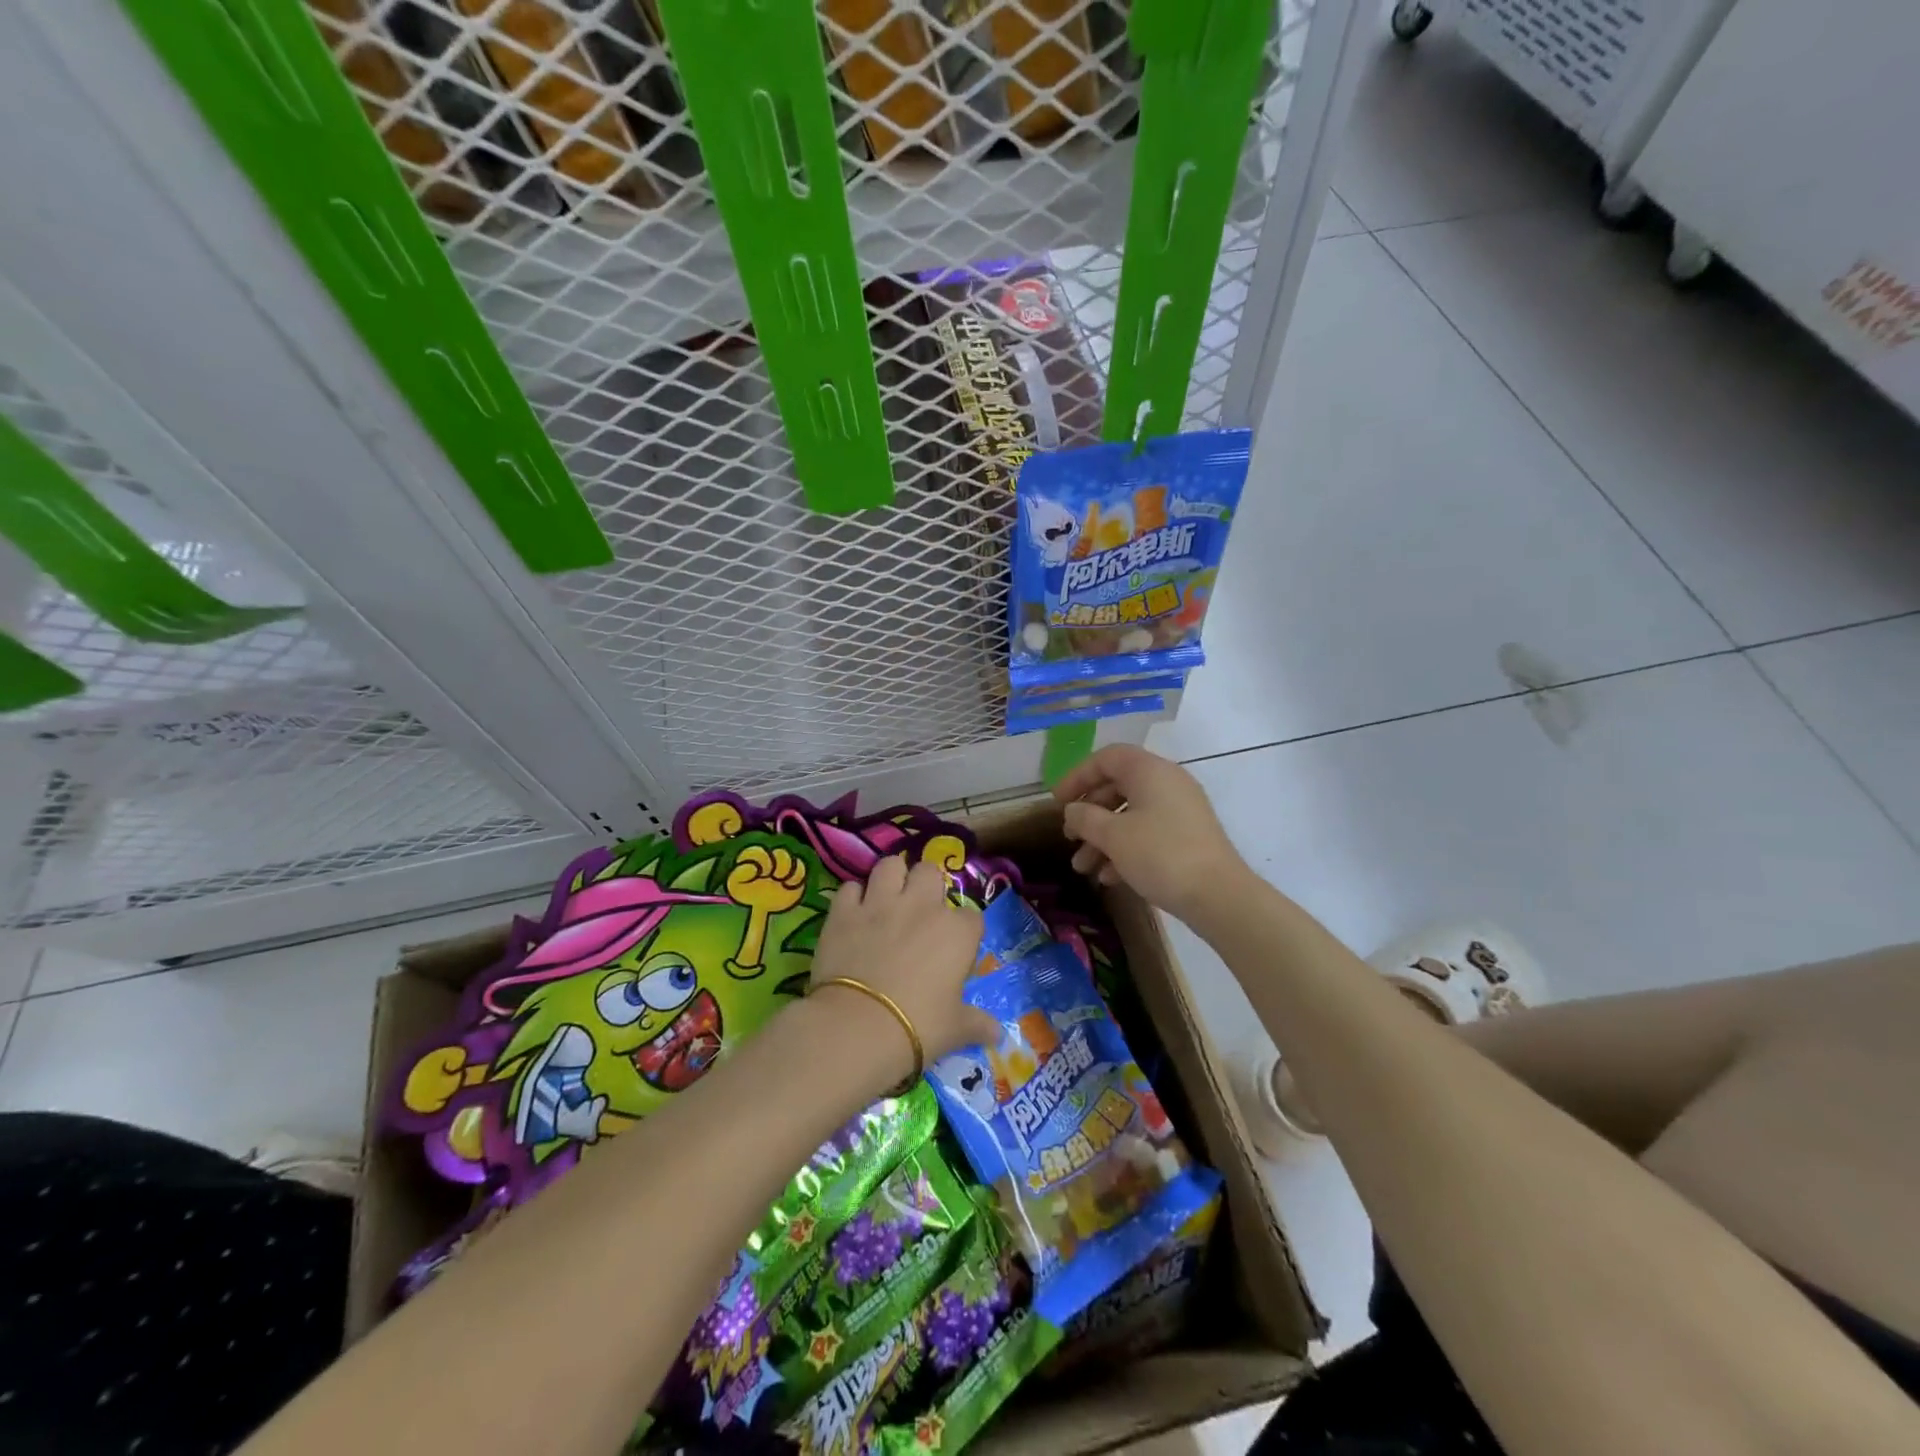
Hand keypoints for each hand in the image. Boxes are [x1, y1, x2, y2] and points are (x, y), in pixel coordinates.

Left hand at [809, 856, 996, 1078]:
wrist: (858, 1027)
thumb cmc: (918, 1027)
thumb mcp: (955, 1029)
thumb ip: (977, 1025)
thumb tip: (998, 1036)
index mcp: (956, 932)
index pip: (971, 917)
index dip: (963, 932)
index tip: (954, 951)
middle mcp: (922, 906)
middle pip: (930, 872)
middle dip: (926, 886)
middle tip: (919, 912)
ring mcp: (880, 903)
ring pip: (890, 865)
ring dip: (890, 878)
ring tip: (887, 898)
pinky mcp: (844, 911)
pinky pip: (850, 887)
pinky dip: (853, 898)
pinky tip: (853, 914)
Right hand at [1054, 744, 1248, 920]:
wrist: (1219, 896)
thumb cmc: (1160, 855)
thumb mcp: (1113, 836)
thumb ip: (1085, 817)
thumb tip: (1073, 810)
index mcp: (1150, 771)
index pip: (1106, 758)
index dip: (1077, 776)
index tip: (1058, 802)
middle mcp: (1167, 783)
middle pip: (1117, 787)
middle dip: (1088, 814)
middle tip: (1069, 837)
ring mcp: (1180, 810)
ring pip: (1131, 815)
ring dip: (1102, 838)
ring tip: (1083, 867)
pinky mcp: (1188, 837)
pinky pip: (1148, 833)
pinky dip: (1125, 849)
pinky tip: (1109, 878)